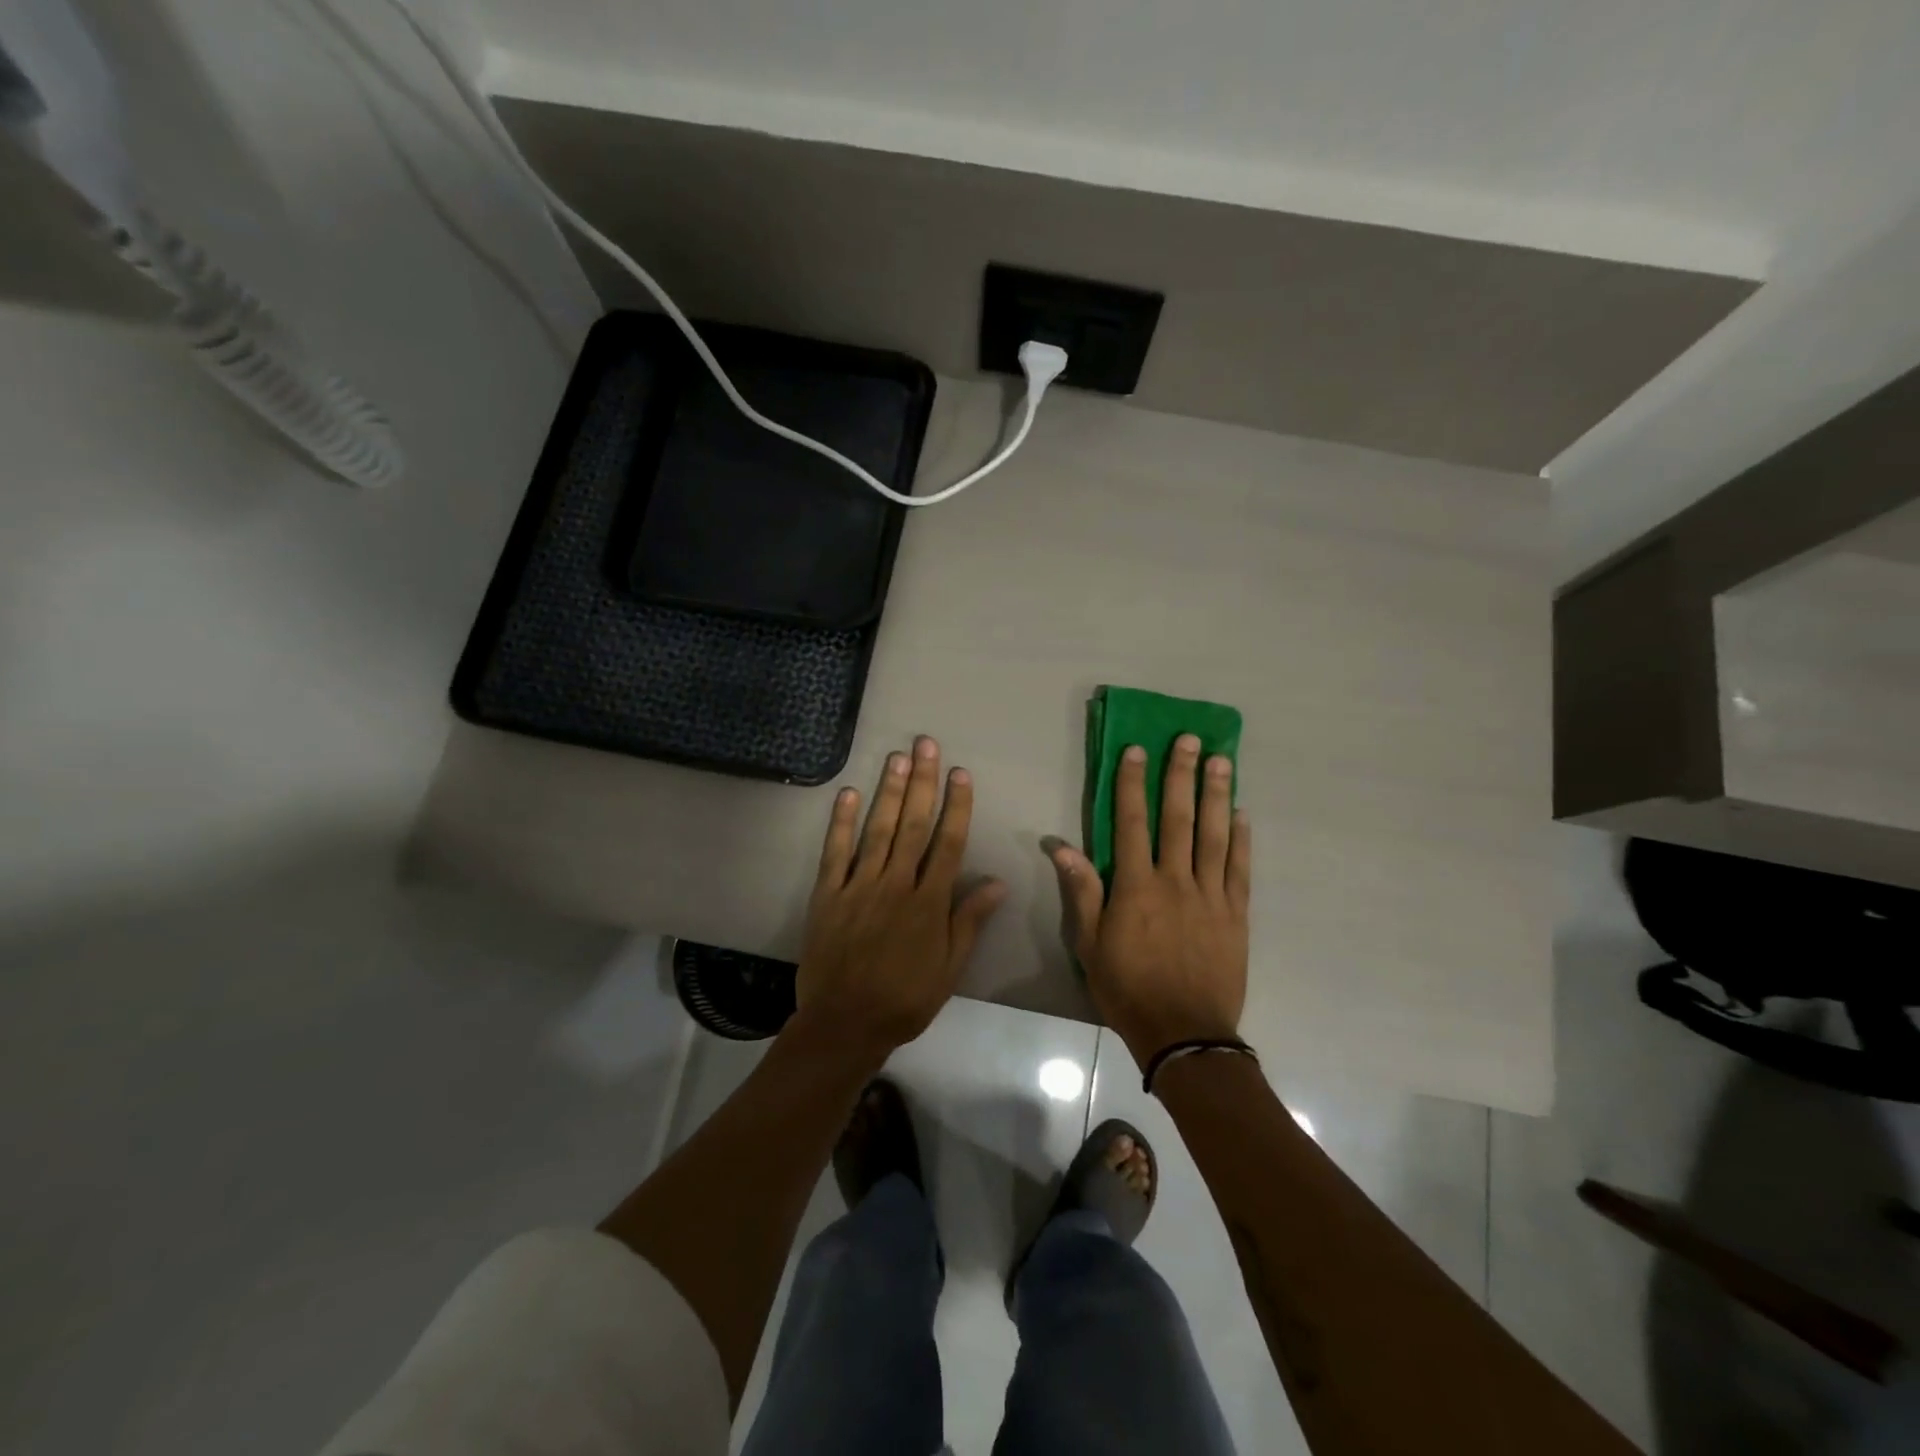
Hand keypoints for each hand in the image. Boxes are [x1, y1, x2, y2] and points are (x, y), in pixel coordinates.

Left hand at [795, 736, 1006, 1063]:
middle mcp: (896, 884)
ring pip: (878, 829)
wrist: (845, 1023)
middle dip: (923, 782)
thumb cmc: (905, 998)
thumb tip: (998, 881)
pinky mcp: (828, 894)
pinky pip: (836, 852)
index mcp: (929, 903)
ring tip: (897, 757)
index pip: (948, 843)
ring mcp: (859, 886)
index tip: (961, 773)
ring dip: (890, 791)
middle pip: (913, 825)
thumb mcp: (949, 968)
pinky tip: (848, 792)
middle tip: (926, 744)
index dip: (957, 806)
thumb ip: (970, 921)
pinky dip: (841, 822)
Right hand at [1050, 735, 1251, 1066]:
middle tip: (1189, 739)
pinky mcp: (1236, 914)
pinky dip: (1242, 839)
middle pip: (1178, 818)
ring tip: (1221, 760)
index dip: (1132, 784)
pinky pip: (1239, 869)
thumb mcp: (1089, 945)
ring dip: (1217, 795)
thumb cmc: (1127, 989)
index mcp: (1136, 887)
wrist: (1184, 1034)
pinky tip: (1242, 814)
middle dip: (1181, 775)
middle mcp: (1176, 881)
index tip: (1136, 750)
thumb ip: (1081, 892)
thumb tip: (1061, 846)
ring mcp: (1211, 896)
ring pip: (1214, 835)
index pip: (1132, 823)